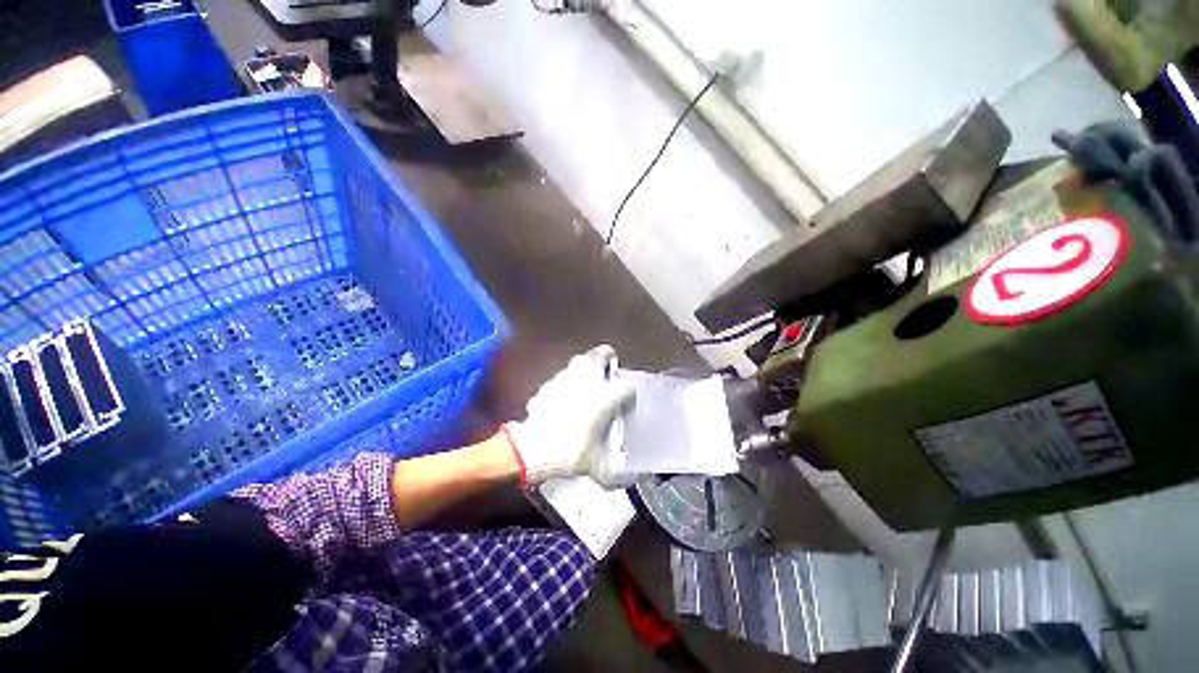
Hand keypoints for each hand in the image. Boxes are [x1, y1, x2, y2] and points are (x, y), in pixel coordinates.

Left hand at [504, 346, 635, 485]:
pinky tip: (563, 395)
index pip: (625, 388)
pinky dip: (565, 383)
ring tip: (586, 378)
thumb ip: (611, 473)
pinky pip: (560, 378)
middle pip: (598, 355)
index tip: (628, 401)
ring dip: (584, 367)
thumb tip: (622, 482)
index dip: (629, 394)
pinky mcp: (548, 386)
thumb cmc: (571, 452)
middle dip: (605, 355)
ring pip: (577, 362)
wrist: (533, 448)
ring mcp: (565, 380)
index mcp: (605, 397)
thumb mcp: (595, 466)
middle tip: (608, 362)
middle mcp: (587, 382)